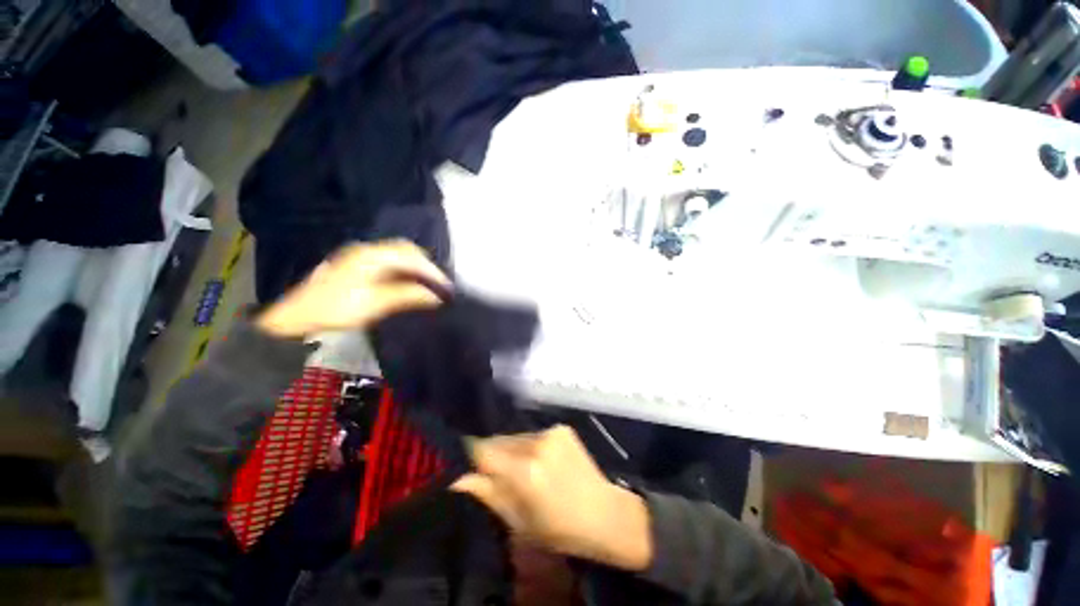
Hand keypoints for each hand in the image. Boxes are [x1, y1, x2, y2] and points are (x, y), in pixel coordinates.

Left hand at [255, 240, 449, 337]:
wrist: (298, 317)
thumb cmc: (338, 309)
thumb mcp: (376, 304)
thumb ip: (408, 295)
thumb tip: (437, 296)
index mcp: (372, 256)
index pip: (411, 256)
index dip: (431, 270)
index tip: (445, 287)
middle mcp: (368, 250)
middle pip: (406, 250)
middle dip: (425, 266)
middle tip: (438, 284)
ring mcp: (361, 257)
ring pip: (398, 256)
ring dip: (414, 268)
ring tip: (427, 286)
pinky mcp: (358, 265)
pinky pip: (389, 263)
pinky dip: (403, 272)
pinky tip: (408, 284)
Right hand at [452, 426, 652, 570]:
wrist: (603, 513)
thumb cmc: (558, 528)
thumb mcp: (517, 521)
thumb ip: (486, 493)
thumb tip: (457, 477)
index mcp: (524, 471)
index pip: (481, 449)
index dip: (469, 454)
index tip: (464, 463)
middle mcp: (536, 443)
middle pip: (499, 440)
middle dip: (491, 454)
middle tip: (493, 474)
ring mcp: (551, 431)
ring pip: (515, 436)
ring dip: (511, 450)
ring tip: (520, 470)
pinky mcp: (562, 427)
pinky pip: (533, 434)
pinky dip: (529, 446)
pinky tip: (540, 462)